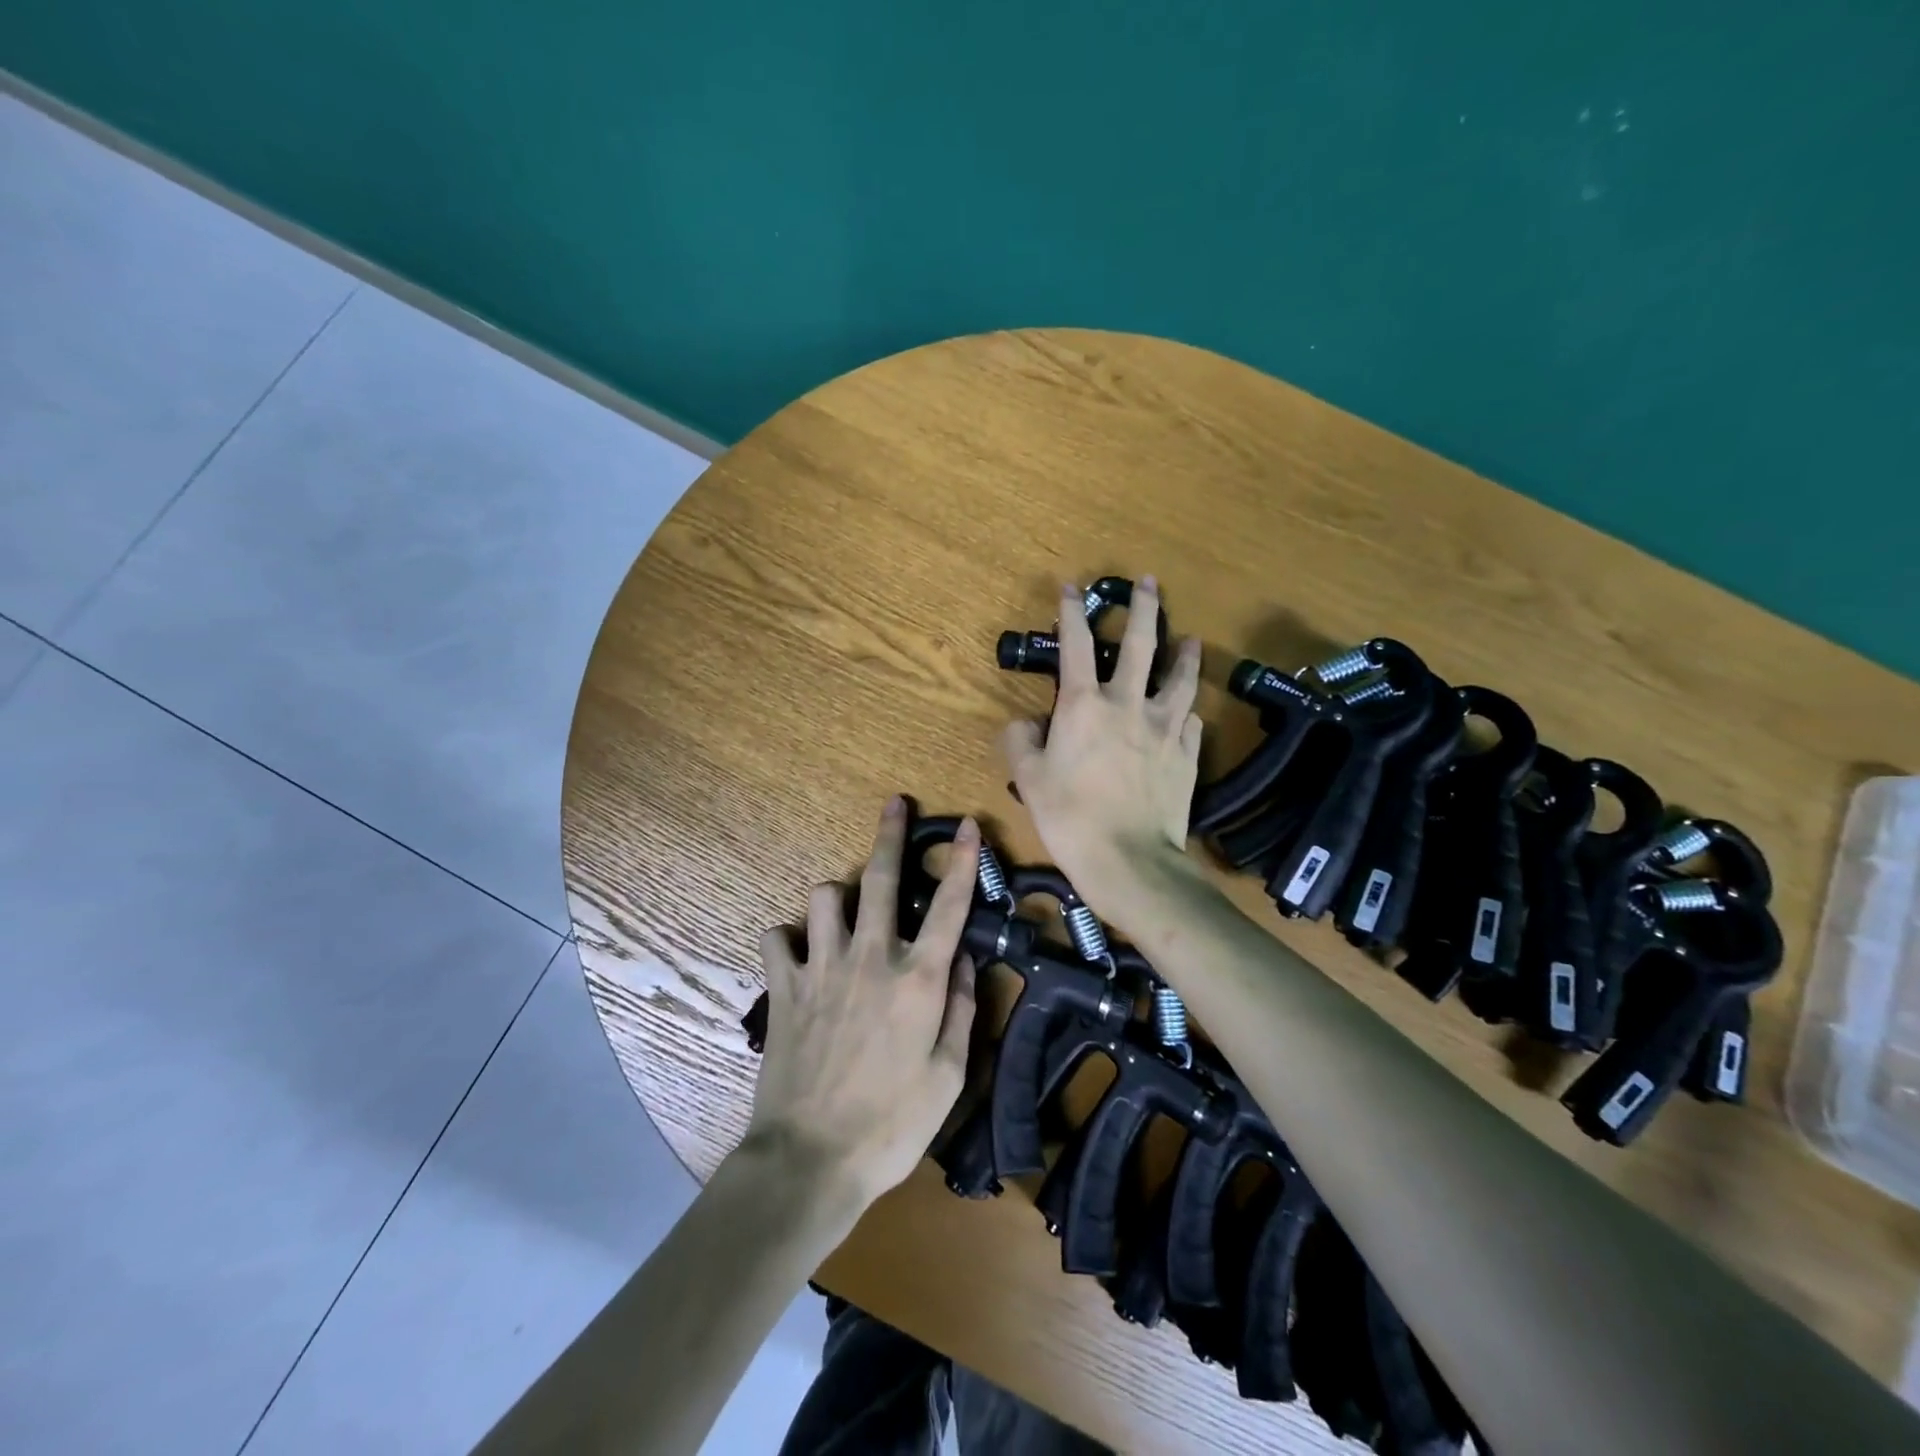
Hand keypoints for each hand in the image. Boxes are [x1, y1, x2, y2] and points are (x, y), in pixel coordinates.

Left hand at [743, 797, 979, 1210]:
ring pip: (824, 895)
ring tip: (844, 913)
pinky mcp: (784, 987)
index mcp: (918, 980)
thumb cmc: (892, 1125)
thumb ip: (960, 1010)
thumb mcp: (949, 1075)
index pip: (950, 906)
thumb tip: (964, 960)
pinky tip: (797, 955)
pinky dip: (788, 939)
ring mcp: (822, 968)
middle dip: (890, 834)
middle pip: (881, 879)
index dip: (963, 861)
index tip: (968, 826)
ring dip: (838, 896)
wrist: (811, 1160)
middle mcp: (871, 959)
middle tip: (894, 804)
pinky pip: (777, 937)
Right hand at [1001, 576, 1203, 917]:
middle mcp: (1128, 704)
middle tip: (1148, 583)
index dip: (1072, 612)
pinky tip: (1188, 712)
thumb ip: (1020, 740)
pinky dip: (1187, 712)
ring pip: (1180, 678)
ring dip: (1184, 654)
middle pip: (1141, 644)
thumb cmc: (1069, 817)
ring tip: (1190, 639)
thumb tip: (1026, 723)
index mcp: (1084, 705)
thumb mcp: (1027, 779)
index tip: (1072, 588)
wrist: (1128, 860)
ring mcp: (1165, 727)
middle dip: (1143, 608)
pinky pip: (1191, 722)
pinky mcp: (1188, 753)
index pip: (1076, 645)